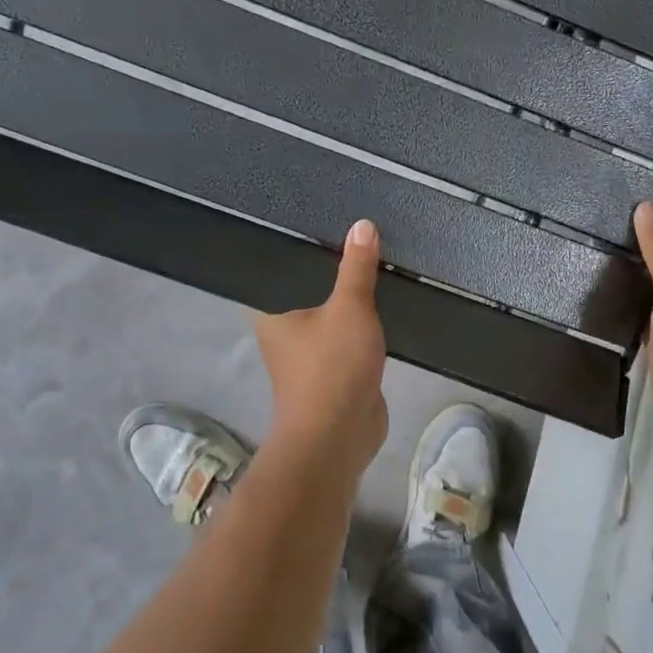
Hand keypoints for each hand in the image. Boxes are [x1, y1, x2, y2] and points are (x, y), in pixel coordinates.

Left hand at [255, 219, 389, 470]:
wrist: (340, 435)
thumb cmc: (332, 367)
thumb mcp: (350, 307)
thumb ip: (357, 267)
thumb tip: (363, 225)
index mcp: (270, 310)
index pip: (279, 267)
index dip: (298, 244)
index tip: (318, 218)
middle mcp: (283, 329)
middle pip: (308, 287)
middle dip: (332, 268)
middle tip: (356, 230)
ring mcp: (309, 352)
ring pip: (331, 312)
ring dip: (349, 296)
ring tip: (373, 257)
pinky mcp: (335, 369)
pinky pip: (349, 334)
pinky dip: (363, 321)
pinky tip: (382, 298)